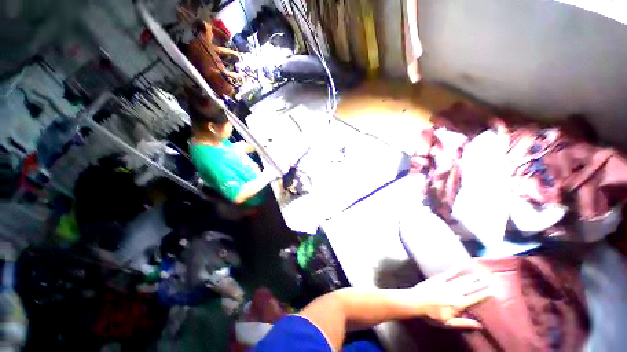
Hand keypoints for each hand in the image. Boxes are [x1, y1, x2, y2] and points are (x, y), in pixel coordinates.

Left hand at [413, 268, 491, 328]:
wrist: (416, 302)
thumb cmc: (432, 314)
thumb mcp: (448, 323)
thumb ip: (464, 323)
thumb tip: (480, 325)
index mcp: (458, 304)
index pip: (474, 298)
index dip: (484, 294)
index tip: (493, 290)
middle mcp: (454, 292)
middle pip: (470, 287)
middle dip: (481, 283)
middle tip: (490, 279)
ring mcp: (446, 284)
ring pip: (462, 280)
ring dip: (471, 277)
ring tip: (480, 273)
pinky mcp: (438, 278)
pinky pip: (449, 273)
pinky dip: (456, 269)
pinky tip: (461, 265)